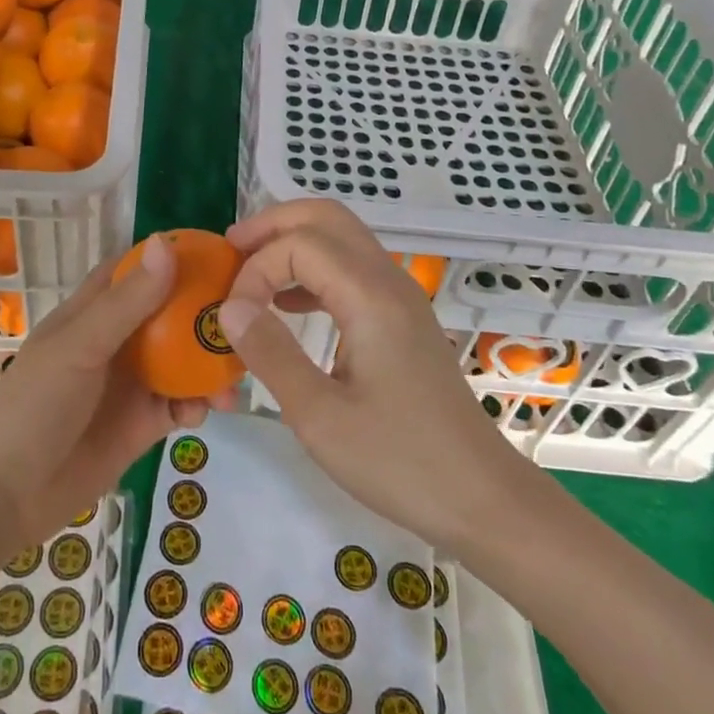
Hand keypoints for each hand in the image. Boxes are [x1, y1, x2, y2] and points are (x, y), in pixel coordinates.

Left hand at [0, 237, 218, 561]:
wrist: (2, 498)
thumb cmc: (32, 406)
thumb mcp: (79, 348)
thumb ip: (127, 303)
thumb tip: (167, 245)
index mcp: (97, 310)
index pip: (140, 268)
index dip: (177, 256)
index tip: (223, 251)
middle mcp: (120, 339)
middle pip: (173, 312)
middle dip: (207, 312)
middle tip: (248, 315)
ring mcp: (132, 382)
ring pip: (185, 359)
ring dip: (211, 362)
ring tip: (237, 372)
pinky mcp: (143, 424)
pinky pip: (182, 404)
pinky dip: (199, 404)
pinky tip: (205, 413)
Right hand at [217, 200, 546, 555]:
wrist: (482, 497)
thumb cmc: (401, 462)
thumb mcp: (320, 417)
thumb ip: (271, 353)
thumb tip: (230, 308)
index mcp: (370, 296)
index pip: (299, 244)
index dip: (256, 269)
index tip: (233, 317)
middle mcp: (388, 280)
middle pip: (325, 217)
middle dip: (273, 224)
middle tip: (231, 250)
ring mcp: (400, 296)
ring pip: (341, 237)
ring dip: (293, 243)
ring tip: (250, 272)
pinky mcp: (402, 317)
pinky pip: (352, 268)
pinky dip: (314, 270)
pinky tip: (288, 305)